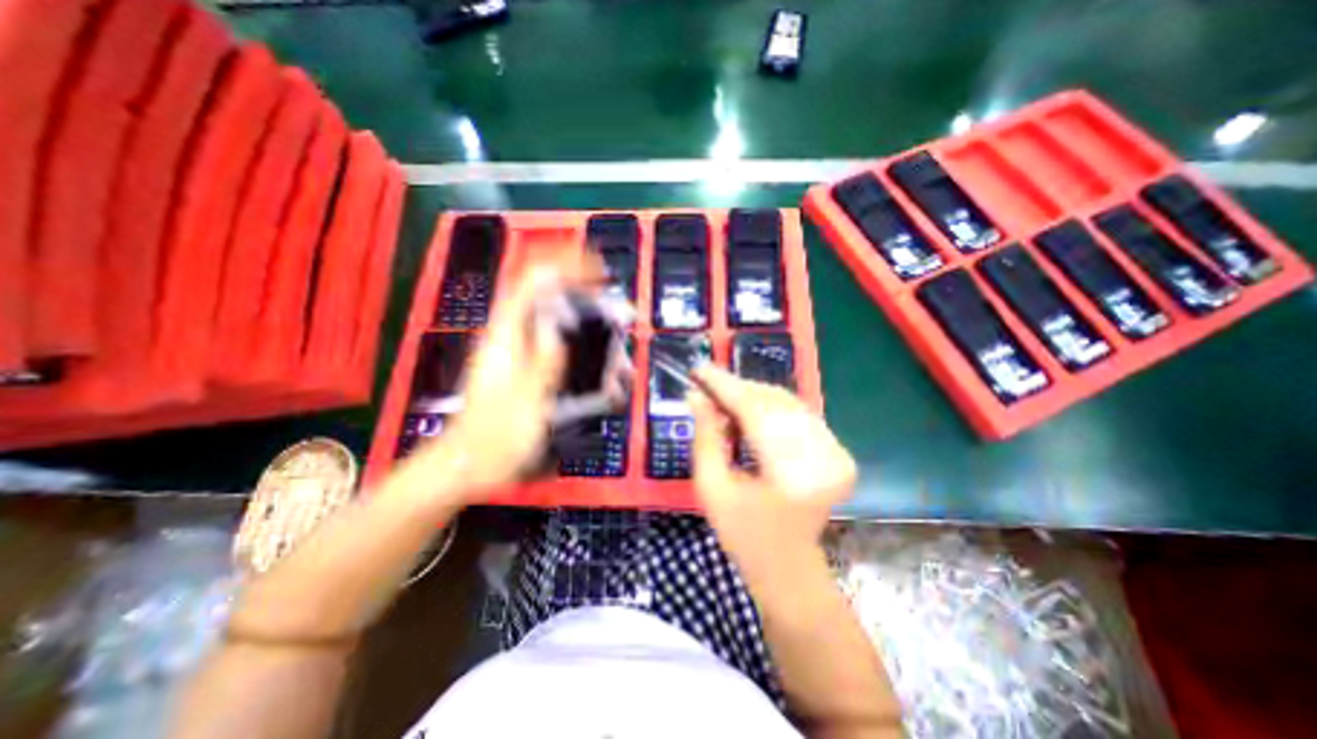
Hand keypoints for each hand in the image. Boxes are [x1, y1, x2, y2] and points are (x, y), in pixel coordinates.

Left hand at [399, 257, 599, 505]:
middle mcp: (511, 337)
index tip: (598, 270)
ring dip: (590, 327)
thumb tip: (557, 325)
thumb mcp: (525, 403)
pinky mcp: (525, 367)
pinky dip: (582, 346)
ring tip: (616, 354)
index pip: (532, 282)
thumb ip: (543, 363)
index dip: (565, 267)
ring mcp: (518, 352)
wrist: (468, 464)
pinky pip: (557, 344)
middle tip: (618, 316)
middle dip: (587, 298)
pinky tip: (600, 370)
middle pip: (549, 297)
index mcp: (506, 337)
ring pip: (557, 321)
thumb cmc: (494, 439)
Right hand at [685, 368, 860, 577]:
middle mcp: (823, 459)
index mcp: (791, 476)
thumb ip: (705, 438)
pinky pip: (799, 414)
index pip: (755, 412)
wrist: (789, 567)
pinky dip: (770, 407)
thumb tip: (695, 395)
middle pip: (775, 402)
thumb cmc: (743, 535)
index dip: (725, 387)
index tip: (699, 369)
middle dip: (737, 389)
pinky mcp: (840, 453)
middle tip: (708, 385)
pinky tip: (749, 413)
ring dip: (753, 396)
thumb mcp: (712, 488)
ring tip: (724, 400)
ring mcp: (837, 454)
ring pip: (788, 403)